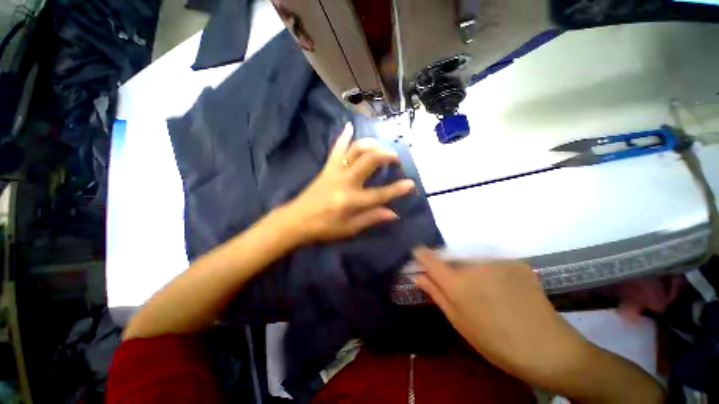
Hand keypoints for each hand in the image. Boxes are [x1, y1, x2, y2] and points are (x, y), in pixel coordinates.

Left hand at [285, 123, 414, 243]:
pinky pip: (336, 148)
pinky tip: (350, 126)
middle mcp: (346, 181)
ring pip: (355, 149)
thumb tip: (393, 213)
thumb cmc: (324, 228)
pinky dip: (343, 136)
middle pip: (370, 160)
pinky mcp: (327, 167)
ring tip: (381, 146)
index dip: (398, 189)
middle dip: (386, 155)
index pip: (380, 194)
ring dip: (371, 144)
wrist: (296, 220)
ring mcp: (335, 171)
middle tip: (396, 158)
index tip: (411, 184)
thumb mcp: (349, 229)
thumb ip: (371, 218)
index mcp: (352, 200)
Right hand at [412, 248, 588, 388]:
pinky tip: (502, 288)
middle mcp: (474, 265)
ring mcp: (497, 261)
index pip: (428, 256)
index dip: (420, 254)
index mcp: (457, 283)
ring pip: (470, 258)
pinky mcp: (515, 261)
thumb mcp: (459, 321)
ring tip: (483, 290)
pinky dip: (490, 270)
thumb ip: (436, 293)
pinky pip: (491, 261)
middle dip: (448, 266)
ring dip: (469, 268)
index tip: (419, 257)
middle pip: (450, 256)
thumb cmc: (496, 342)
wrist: (549, 349)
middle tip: (458, 285)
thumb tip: (417, 275)